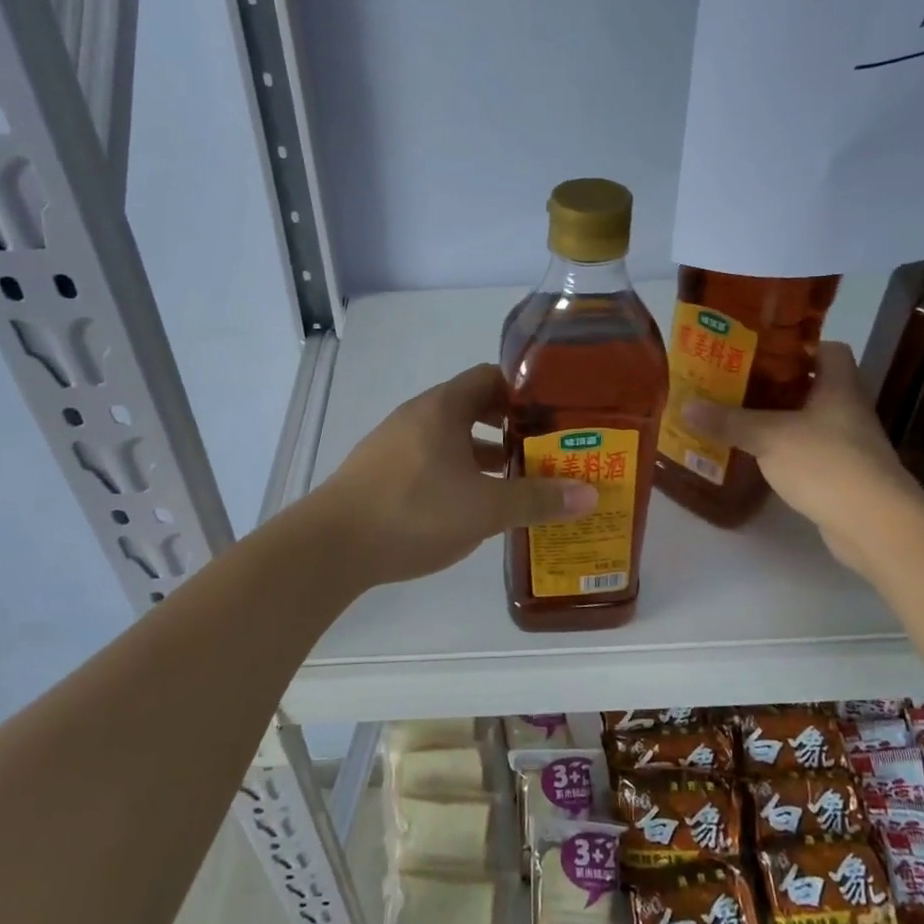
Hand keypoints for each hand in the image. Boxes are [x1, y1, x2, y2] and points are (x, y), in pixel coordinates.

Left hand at [314, 364, 597, 588]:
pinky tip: (472, 503)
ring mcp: (395, 443)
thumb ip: (537, 499)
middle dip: (509, 426)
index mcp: (443, 407)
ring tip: (517, 478)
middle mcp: (417, 415)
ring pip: (451, 437)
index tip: (555, 412)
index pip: (491, 378)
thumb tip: (590, 494)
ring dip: (483, 453)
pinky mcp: (381, 472)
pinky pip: (431, 460)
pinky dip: (457, 472)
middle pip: (472, 406)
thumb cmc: (414, 512)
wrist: (332, 545)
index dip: (525, 391)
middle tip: (546, 448)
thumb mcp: (485, 508)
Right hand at [683, 342, 923, 574]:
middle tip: (735, 381)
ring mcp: (847, 445)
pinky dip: (783, 450)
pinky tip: (755, 455)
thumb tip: (685, 405)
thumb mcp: (769, 436)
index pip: (829, 349)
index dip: (798, 346)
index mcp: (839, 387)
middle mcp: (847, 410)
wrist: (874, 524)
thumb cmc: (826, 463)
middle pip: (812, 385)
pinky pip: (807, 452)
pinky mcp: (841, 475)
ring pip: (808, 420)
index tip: (762, 349)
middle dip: (775, 383)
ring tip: (736, 416)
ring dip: (777, 418)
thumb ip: (728, 420)